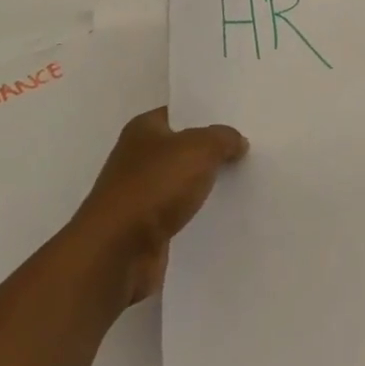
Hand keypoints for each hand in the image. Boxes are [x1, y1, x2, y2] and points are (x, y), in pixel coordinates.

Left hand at [69, 107, 247, 305]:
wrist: (117, 252)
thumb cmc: (155, 186)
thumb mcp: (201, 148)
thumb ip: (223, 138)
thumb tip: (236, 141)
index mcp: (143, 129)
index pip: (180, 113)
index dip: (207, 115)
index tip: (238, 120)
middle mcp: (136, 158)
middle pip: (182, 147)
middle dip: (210, 150)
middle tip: (247, 148)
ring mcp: (138, 194)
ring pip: (182, 181)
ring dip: (204, 183)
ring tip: (243, 179)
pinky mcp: (144, 227)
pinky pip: (179, 211)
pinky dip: (196, 212)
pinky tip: (223, 211)